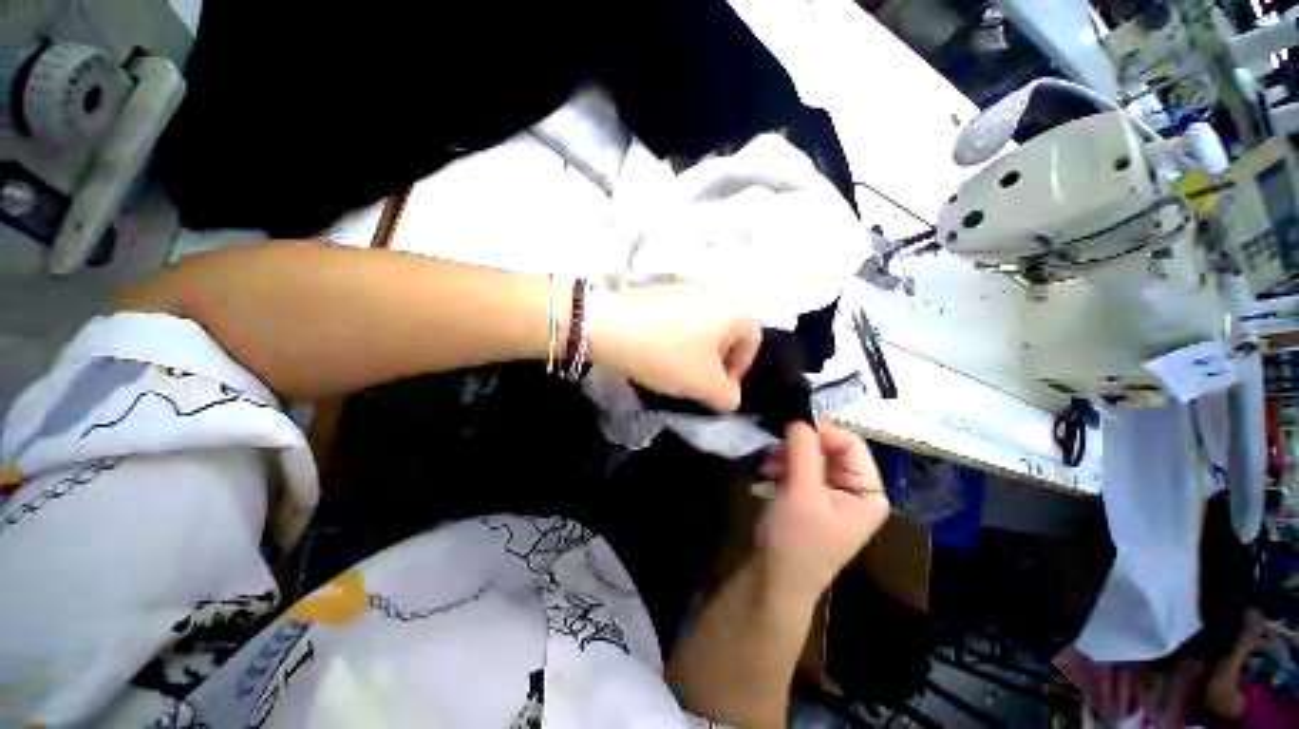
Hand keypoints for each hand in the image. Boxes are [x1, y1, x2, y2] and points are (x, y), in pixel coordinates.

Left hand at [593, 284, 760, 411]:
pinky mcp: (666, 288)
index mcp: (737, 309)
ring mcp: (690, 286)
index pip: (752, 345)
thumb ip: (729, 397)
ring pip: (705, 327)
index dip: (738, 372)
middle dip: (717, 362)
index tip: (717, 390)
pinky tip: (661, 351)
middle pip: (728, 334)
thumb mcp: (705, 385)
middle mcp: (719, 290)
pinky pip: (685, 318)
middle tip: (698, 381)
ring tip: (677, 368)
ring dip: (698, 351)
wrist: (612, 327)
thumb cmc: (669, 355)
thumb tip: (730, 396)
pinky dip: (680, 338)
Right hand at [757, 422, 889, 599]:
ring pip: (812, 454)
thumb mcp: (801, 492)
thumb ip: (804, 450)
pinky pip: (801, 466)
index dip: (821, 433)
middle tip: (775, 451)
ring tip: (768, 466)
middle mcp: (856, 488)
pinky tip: (769, 472)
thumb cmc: (797, 539)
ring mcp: (833, 491)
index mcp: (869, 492)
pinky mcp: (812, 494)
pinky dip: (784, 465)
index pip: (851, 443)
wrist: (775, 577)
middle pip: (830, 447)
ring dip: (788, 455)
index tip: (790, 432)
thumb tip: (800, 417)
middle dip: (800, 446)